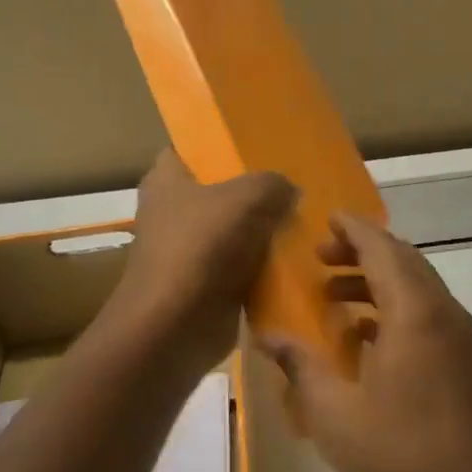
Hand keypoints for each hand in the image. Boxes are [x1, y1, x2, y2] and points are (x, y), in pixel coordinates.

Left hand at [106, 151, 295, 372]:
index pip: (188, 149)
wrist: (175, 326)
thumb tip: (289, 190)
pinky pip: (242, 268)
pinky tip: (297, 260)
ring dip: (263, 233)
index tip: (256, 146)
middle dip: (253, 192)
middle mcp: (173, 213)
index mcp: (166, 181)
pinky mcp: (206, 286)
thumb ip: (271, 184)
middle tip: (295, 186)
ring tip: (305, 221)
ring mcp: (189, 252)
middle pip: (219, 193)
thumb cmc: (200, 247)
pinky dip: (264, 268)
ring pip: (234, 232)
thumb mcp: (245, 199)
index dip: (218, 145)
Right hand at [261, 214, 471, 471]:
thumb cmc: (406, 457)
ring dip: (376, 285)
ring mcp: (461, 341)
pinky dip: (394, 313)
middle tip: (320, 260)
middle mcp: (444, 314)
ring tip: (334, 300)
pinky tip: (366, 344)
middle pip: (402, 263)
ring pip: (416, 291)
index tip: (325, 218)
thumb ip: (301, 368)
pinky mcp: (467, 366)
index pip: (381, 249)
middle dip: (361, 253)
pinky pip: (426, 318)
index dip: (352, 229)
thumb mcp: (336, 415)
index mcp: (415, 313)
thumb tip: (268, 336)